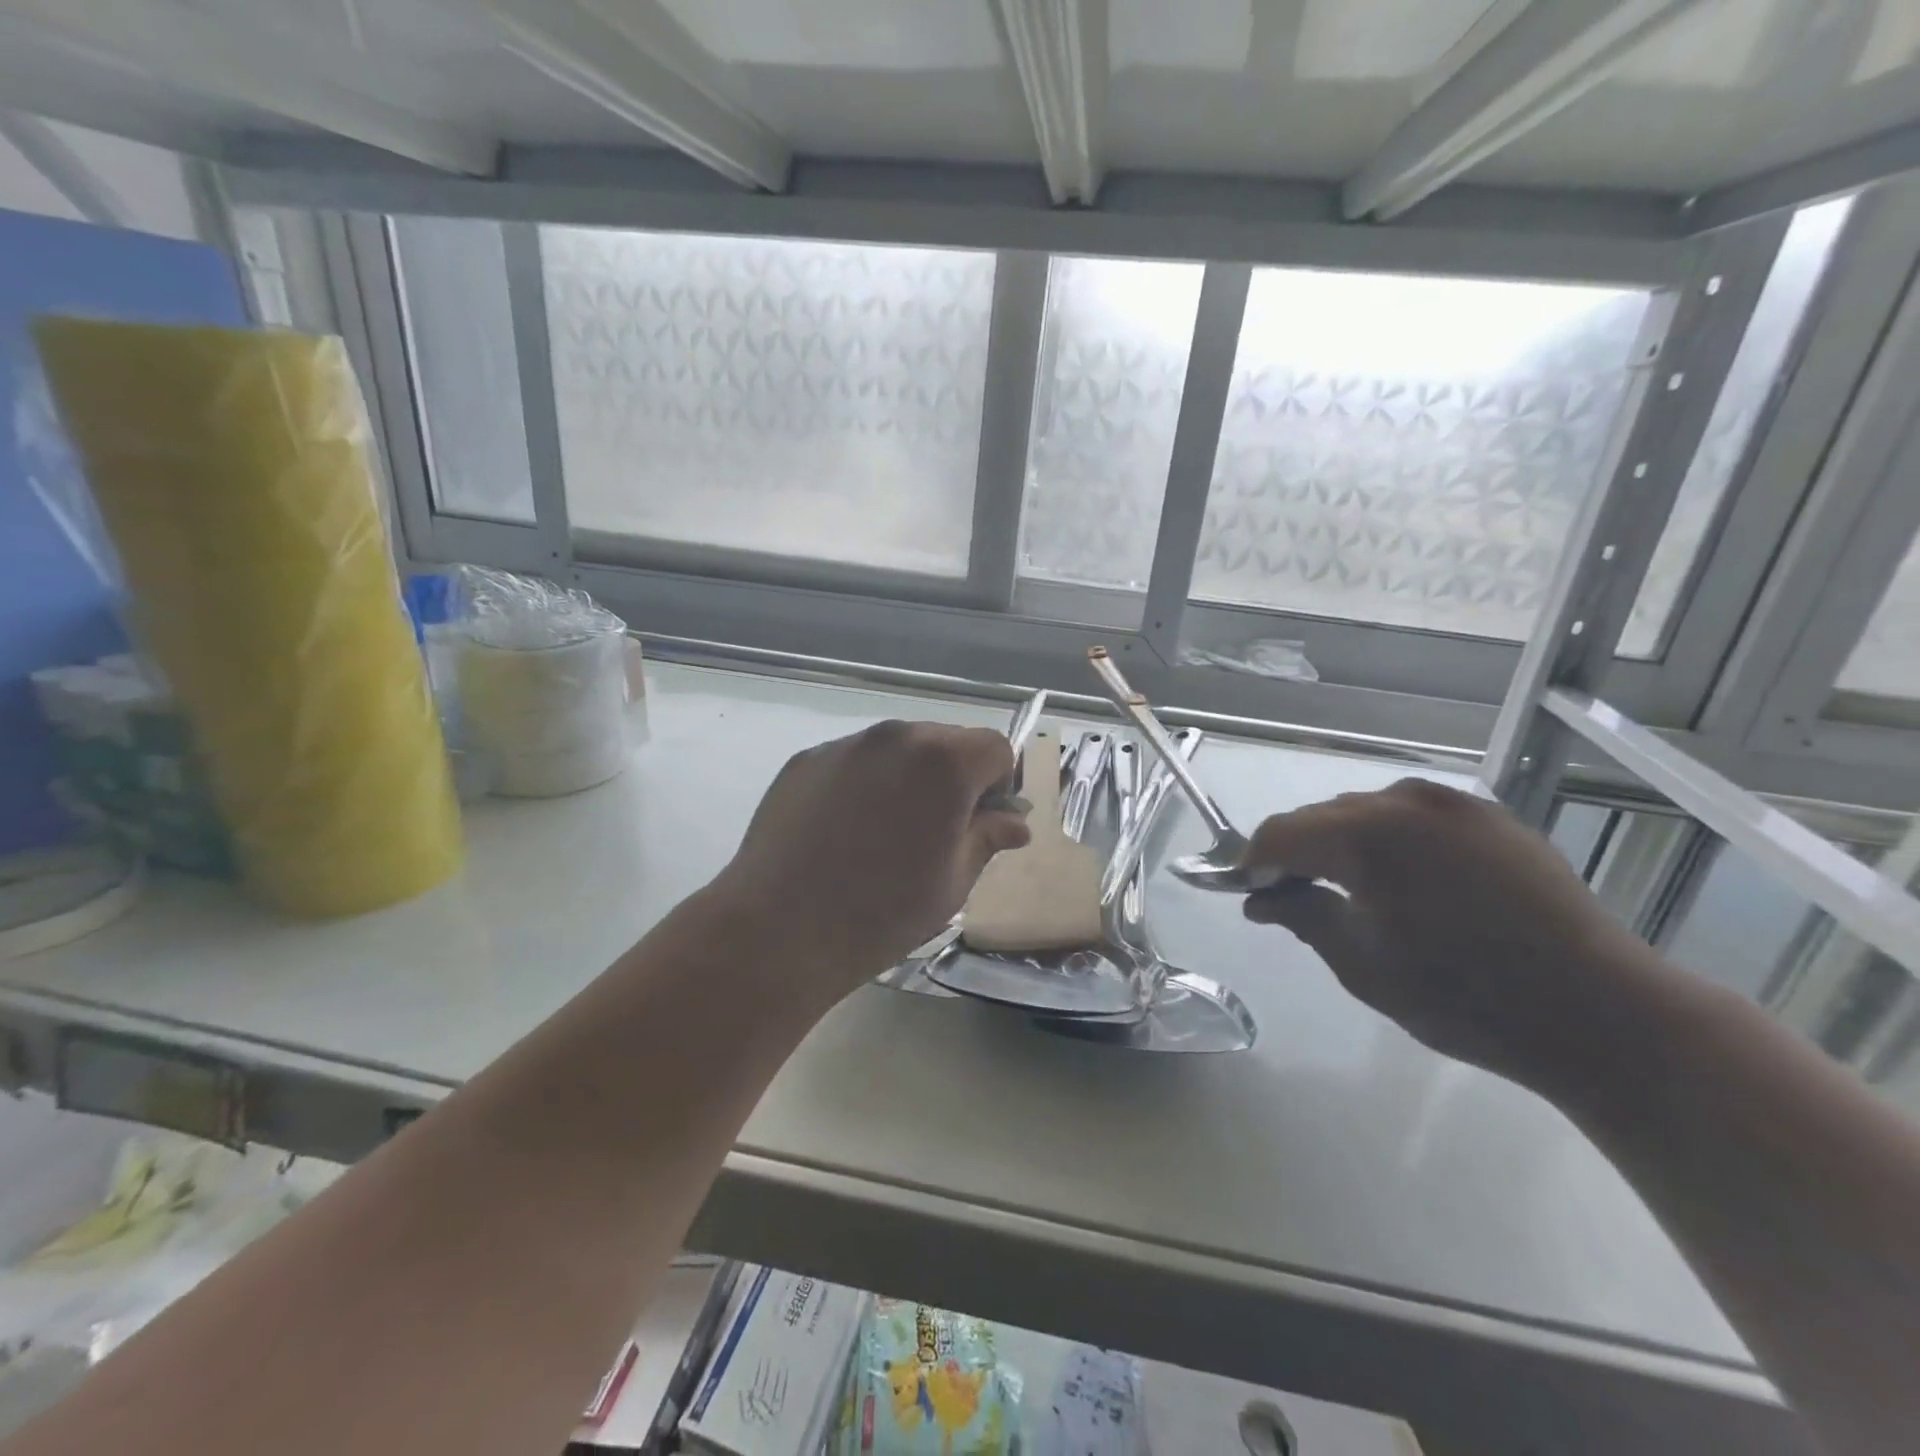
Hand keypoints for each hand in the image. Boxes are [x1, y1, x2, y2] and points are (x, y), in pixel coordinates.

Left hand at [709, 720, 1029, 999]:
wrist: (779, 930)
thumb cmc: (882, 913)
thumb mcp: (953, 882)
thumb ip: (988, 837)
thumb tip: (1015, 821)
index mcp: (943, 762)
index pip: (995, 747)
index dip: (1000, 783)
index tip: (983, 822)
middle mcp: (896, 737)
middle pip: (945, 741)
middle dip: (955, 776)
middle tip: (937, 830)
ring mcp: (845, 745)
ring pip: (898, 748)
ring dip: (909, 777)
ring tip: (886, 832)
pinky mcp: (806, 760)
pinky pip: (854, 761)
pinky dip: (865, 783)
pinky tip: (844, 831)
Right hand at [1241, 778, 1663, 1088]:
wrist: (1603, 1014)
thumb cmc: (1465, 997)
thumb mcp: (1363, 964)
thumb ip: (1302, 916)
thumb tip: (1260, 898)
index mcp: (1367, 835)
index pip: (1281, 833)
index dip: (1254, 862)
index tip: (1249, 894)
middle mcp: (1406, 801)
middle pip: (1322, 817)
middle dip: (1298, 853)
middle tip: (1294, 899)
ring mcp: (1455, 805)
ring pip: (1367, 813)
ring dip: (1344, 845)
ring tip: (1352, 893)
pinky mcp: (1492, 819)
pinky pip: (1415, 819)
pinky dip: (1391, 843)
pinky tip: (1408, 885)